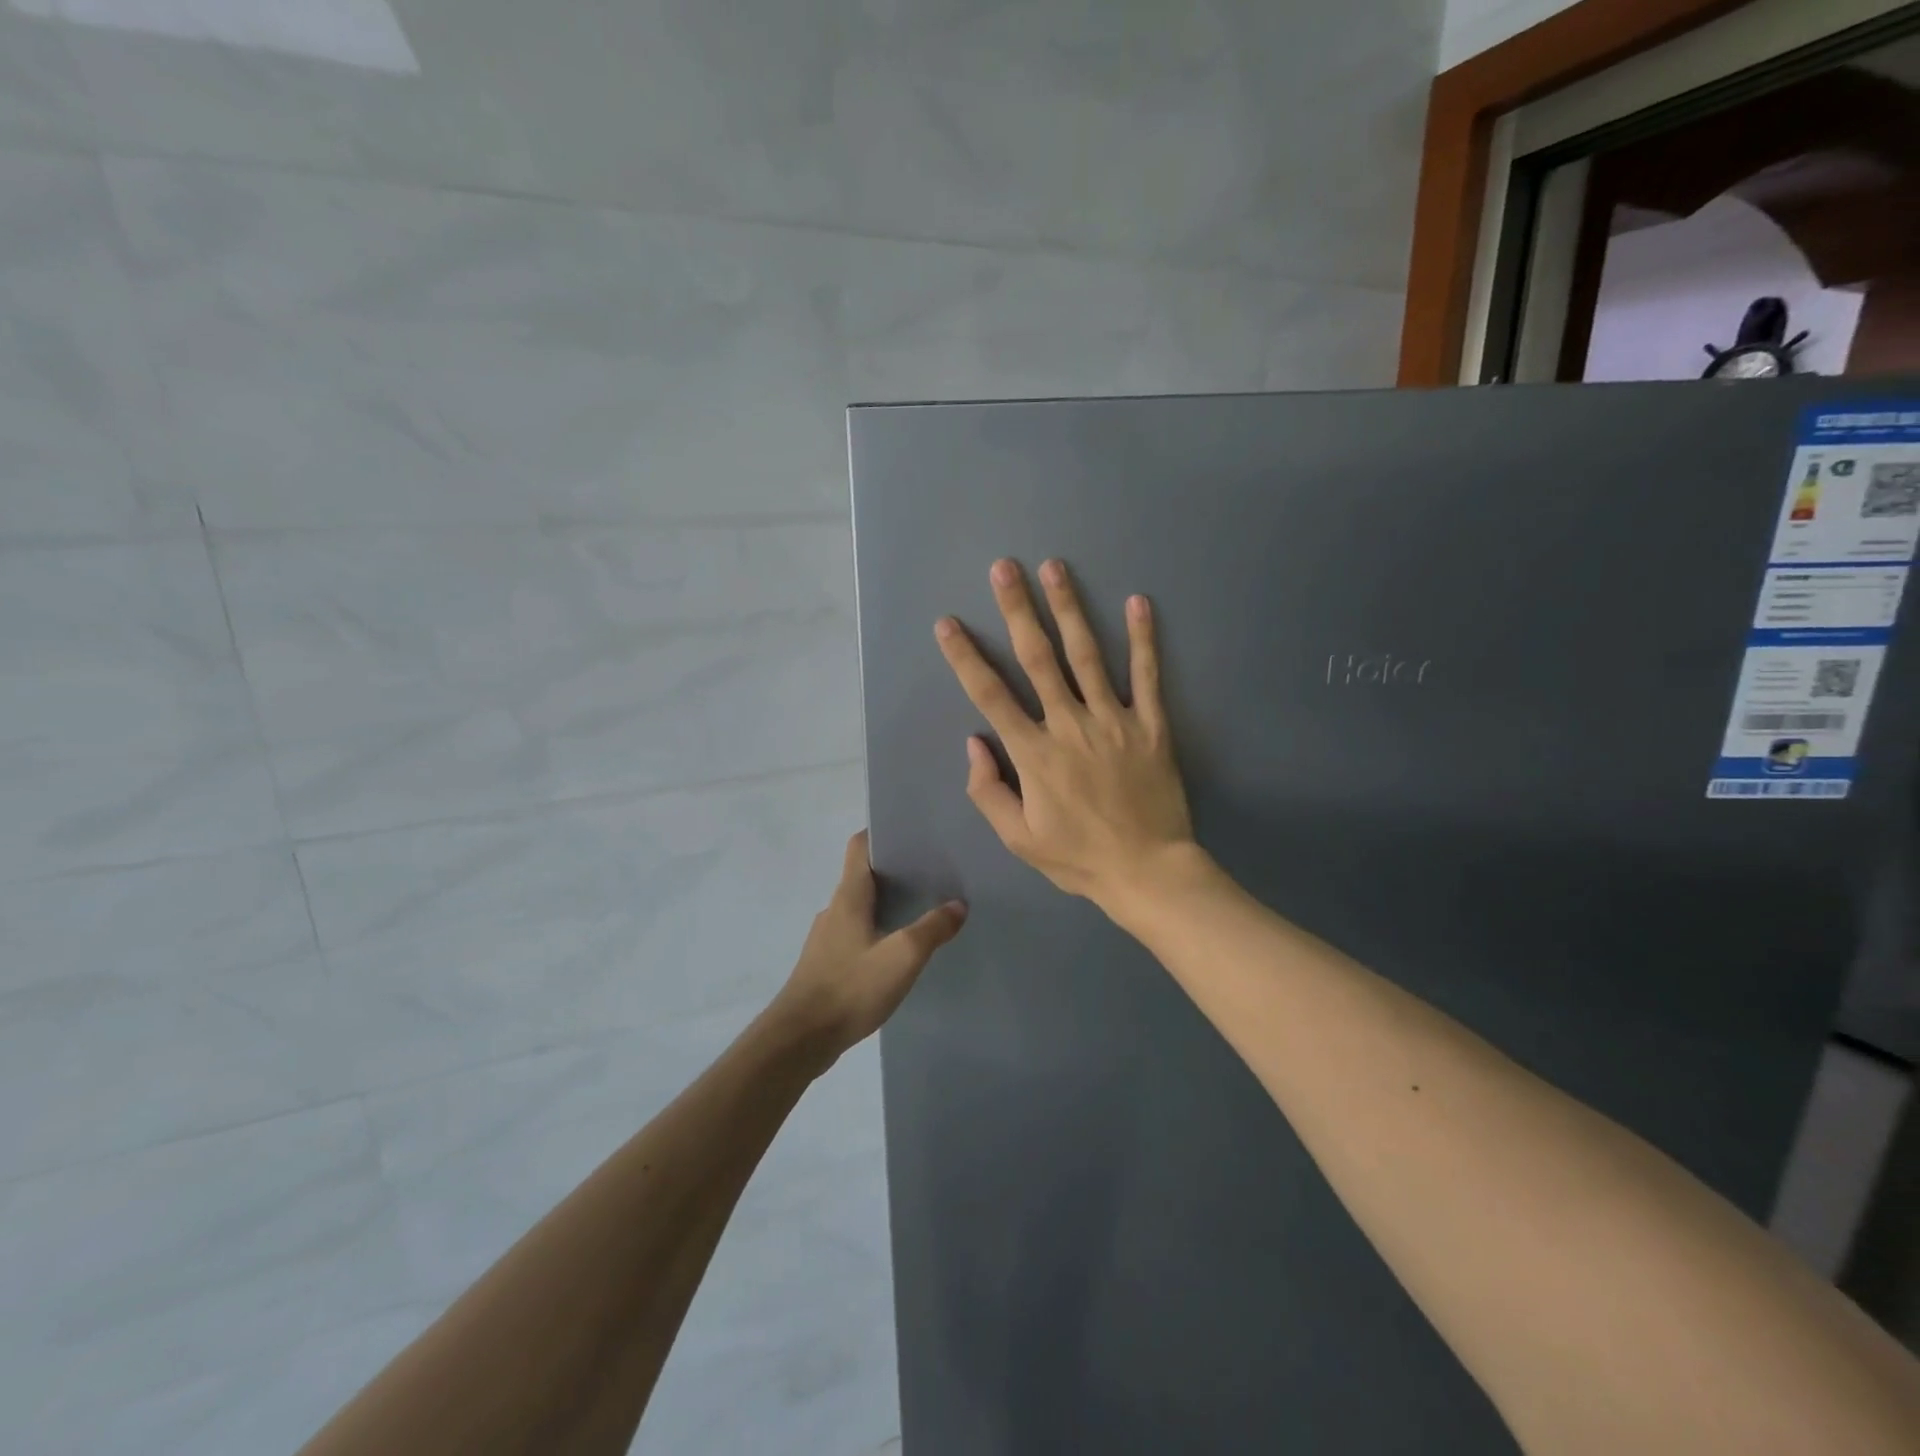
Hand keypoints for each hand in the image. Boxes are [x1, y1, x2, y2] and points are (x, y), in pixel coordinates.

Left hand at [773, 830, 966, 1065]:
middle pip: (863, 876)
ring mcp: (827, 938)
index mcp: (849, 896)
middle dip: (895, 871)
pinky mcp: (826, 964)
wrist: (801, 1038)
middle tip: (932, 873)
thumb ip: (932, 929)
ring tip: (921, 910)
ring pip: (860, 907)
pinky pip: (856, 933)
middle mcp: (834, 909)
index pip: (860, 847)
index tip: (912, 834)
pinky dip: (877, 930)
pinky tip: (897, 950)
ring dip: (887, 903)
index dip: (882, 834)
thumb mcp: (902, 957)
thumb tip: (958, 904)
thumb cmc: (850, 987)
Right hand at [935, 558, 1196, 911]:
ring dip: (1069, 609)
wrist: (1148, 871)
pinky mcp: (1151, 726)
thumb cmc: (1078, 857)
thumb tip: (974, 743)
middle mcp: (1070, 725)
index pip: (991, 695)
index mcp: (1034, 753)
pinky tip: (1138, 602)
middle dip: (1017, 610)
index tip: (948, 624)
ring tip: (1055, 568)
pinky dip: (1144, 640)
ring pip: (1088, 655)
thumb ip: (988, 791)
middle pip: (1039, 659)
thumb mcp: (1019, 838)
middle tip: (1004, 568)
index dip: (965, 657)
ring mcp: (1113, 721)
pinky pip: (1147, 677)